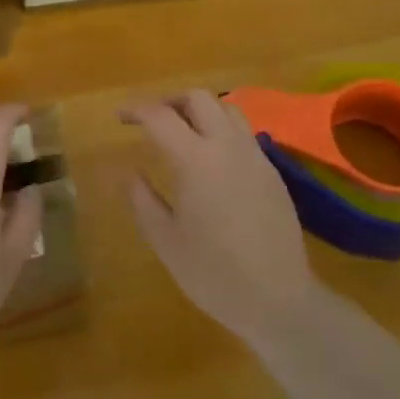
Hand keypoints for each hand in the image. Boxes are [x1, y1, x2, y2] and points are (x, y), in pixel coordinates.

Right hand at [121, 91, 317, 347]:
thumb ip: (143, 200)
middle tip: (150, 121)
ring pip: (227, 108)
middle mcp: (228, 147)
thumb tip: (131, 172)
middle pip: (198, 98)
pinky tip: (210, 158)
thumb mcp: (166, 241)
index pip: (160, 116)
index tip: (119, 117)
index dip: (135, 110)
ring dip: (199, 110)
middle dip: (169, 100)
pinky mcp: (272, 172)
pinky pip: (243, 132)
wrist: (279, 300)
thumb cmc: (214, 274)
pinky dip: (220, 129)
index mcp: (197, 161)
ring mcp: (256, 157)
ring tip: (181, 132)